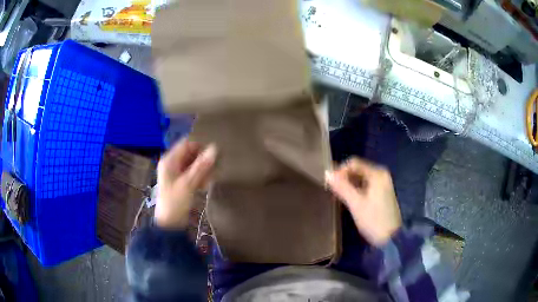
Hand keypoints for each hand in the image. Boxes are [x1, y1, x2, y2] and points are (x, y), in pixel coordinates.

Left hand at [155, 139, 216, 229]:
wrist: (170, 223)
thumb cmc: (176, 201)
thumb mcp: (189, 183)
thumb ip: (202, 165)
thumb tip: (215, 148)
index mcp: (169, 160)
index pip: (186, 144)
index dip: (200, 147)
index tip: (213, 154)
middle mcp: (172, 164)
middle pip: (190, 154)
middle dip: (202, 161)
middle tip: (213, 169)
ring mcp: (176, 173)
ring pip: (193, 165)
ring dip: (203, 170)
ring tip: (209, 180)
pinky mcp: (181, 182)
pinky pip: (193, 174)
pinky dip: (200, 177)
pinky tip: (205, 185)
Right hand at [325, 158, 401, 246]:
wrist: (391, 238)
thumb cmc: (373, 220)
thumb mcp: (356, 204)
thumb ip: (342, 187)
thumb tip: (327, 173)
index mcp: (377, 173)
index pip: (353, 163)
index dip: (339, 171)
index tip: (330, 184)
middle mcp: (381, 174)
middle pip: (357, 169)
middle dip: (344, 178)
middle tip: (333, 191)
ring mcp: (383, 183)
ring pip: (361, 178)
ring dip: (349, 184)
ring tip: (339, 196)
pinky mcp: (382, 192)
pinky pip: (366, 184)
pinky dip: (356, 189)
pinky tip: (350, 199)